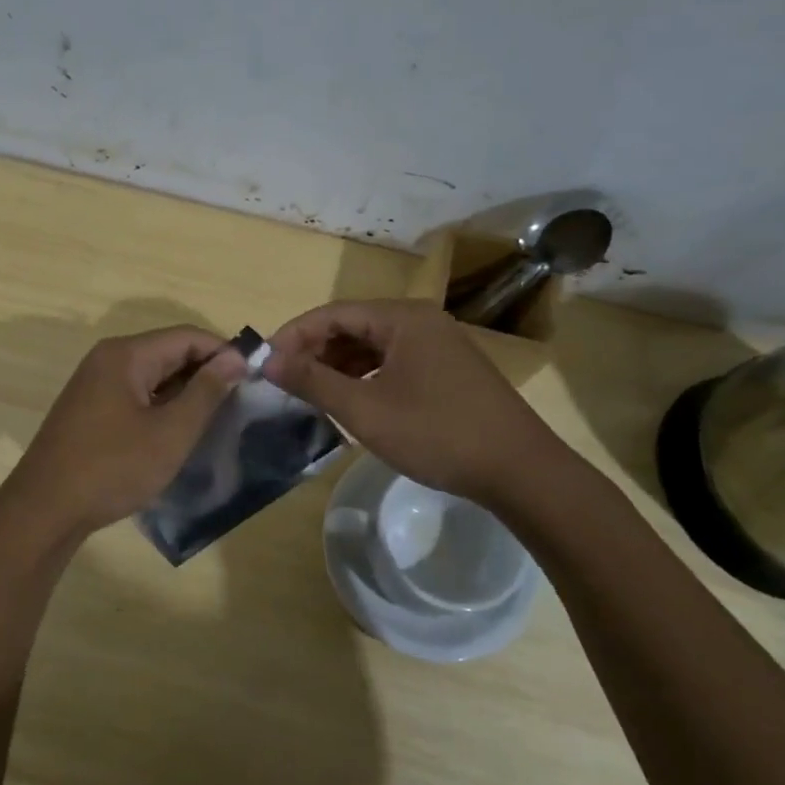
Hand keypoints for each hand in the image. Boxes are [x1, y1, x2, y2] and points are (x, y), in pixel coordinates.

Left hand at [0, 325, 246, 542]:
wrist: (44, 511)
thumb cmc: (112, 468)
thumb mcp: (170, 433)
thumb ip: (206, 392)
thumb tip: (236, 358)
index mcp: (126, 355)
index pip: (187, 336)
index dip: (224, 353)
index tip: (254, 379)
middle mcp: (108, 359)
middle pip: (168, 352)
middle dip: (205, 373)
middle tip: (239, 403)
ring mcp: (94, 384)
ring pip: (153, 376)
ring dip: (184, 392)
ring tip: (215, 420)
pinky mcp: (89, 409)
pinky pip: (135, 395)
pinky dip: (161, 406)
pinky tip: (177, 432)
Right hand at [264, 298, 574, 506]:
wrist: (520, 470)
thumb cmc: (437, 433)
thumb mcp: (365, 409)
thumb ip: (313, 381)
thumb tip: (266, 360)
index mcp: (402, 318)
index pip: (332, 313)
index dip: (293, 335)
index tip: (264, 363)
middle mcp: (421, 321)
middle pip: (353, 325)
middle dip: (315, 350)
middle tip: (285, 381)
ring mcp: (438, 345)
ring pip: (373, 345)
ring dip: (338, 365)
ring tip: (310, 393)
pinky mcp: (448, 370)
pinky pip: (393, 362)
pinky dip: (365, 376)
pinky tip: (351, 400)